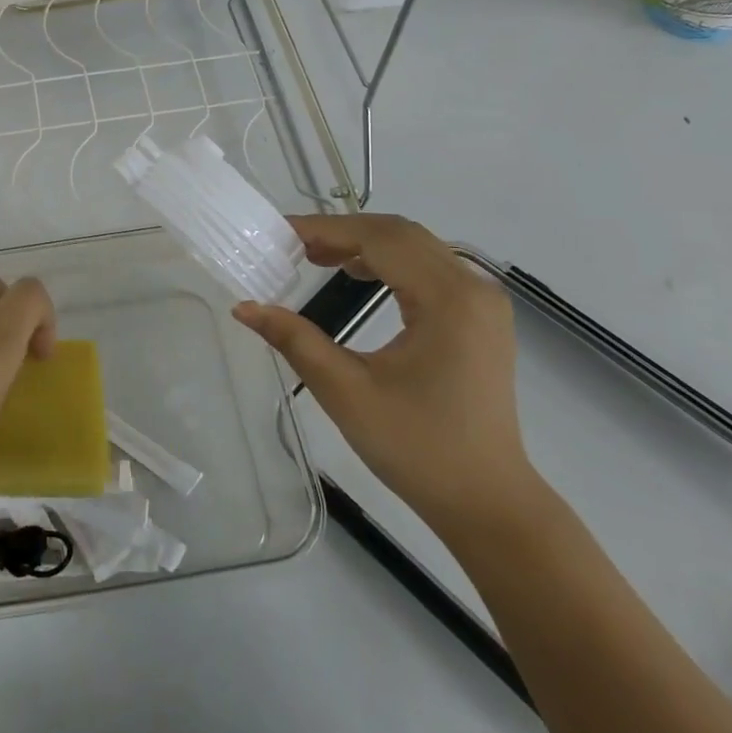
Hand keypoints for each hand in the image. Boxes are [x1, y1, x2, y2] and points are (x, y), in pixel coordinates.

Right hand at [233, 213, 543, 542]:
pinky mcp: (481, 319)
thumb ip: (295, 340)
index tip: (279, 233)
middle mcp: (473, 288)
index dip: (326, 229)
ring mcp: (483, 303)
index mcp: (448, 300)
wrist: (487, 502)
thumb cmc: (417, 448)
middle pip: (400, 234)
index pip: (380, 239)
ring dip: (365, 243)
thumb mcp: (346, 392)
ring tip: (315, 257)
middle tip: (291, 245)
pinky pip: (430, 268)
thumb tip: (244, 307)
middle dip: (343, 231)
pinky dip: (389, 261)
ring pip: (416, 247)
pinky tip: (358, 274)